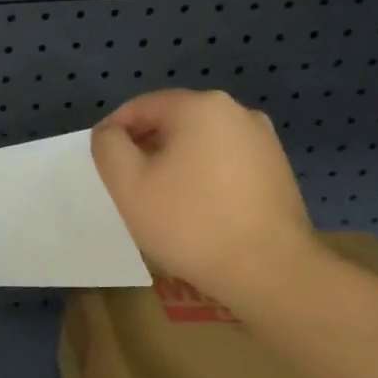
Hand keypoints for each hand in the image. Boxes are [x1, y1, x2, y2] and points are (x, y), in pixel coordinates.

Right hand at [90, 88, 321, 307]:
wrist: (269, 271)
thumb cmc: (189, 223)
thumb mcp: (127, 184)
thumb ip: (108, 147)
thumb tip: (110, 133)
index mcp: (200, 107)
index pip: (140, 106)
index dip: (113, 132)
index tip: (101, 164)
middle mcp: (237, 112)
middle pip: (172, 121)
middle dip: (144, 148)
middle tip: (127, 185)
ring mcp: (263, 141)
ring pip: (199, 142)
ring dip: (173, 163)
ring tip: (160, 201)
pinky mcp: (276, 169)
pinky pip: (224, 161)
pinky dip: (202, 176)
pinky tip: (195, 209)